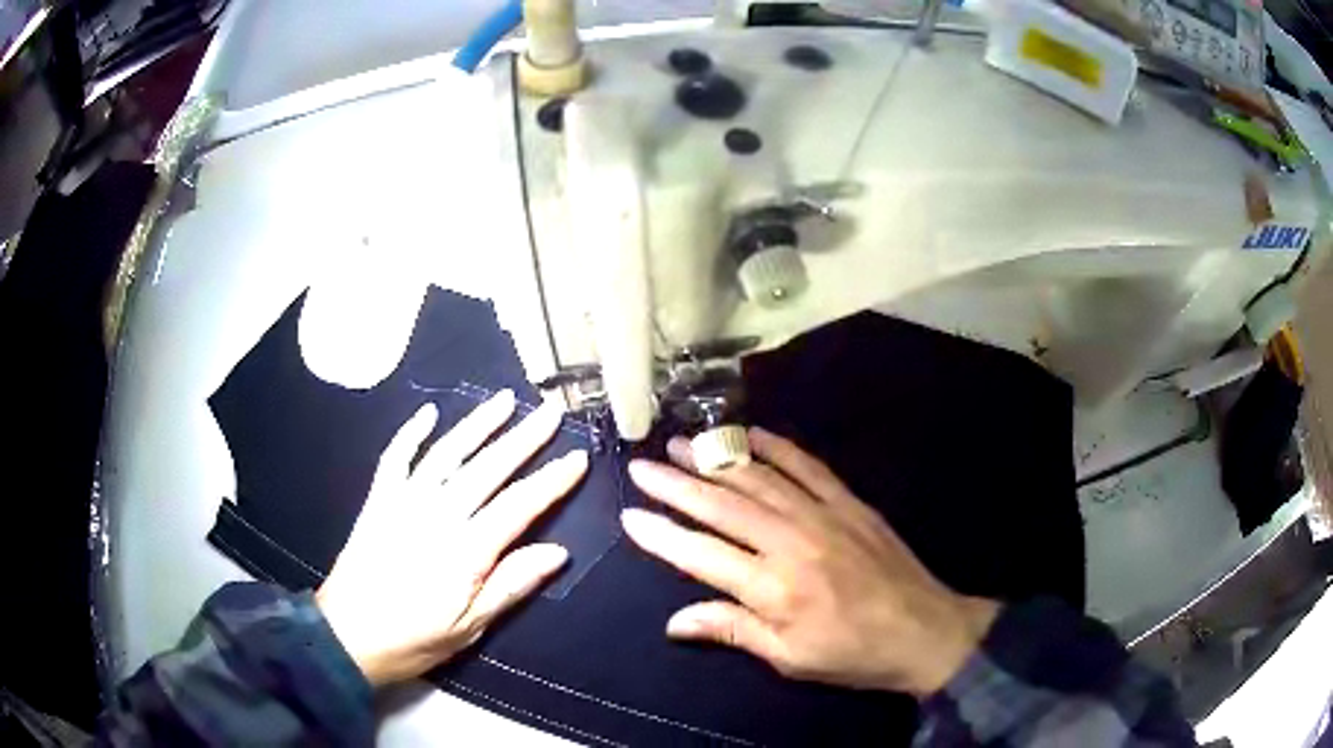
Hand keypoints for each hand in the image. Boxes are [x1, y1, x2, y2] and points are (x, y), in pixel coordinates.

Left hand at [316, 390, 586, 686]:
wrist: (347, 636)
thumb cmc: (414, 638)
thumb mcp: (470, 626)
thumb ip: (511, 585)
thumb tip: (557, 552)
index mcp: (465, 551)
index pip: (519, 506)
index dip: (551, 481)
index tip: (578, 457)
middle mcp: (436, 516)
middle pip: (487, 468)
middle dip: (523, 438)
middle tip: (551, 411)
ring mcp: (403, 502)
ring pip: (446, 453)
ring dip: (477, 424)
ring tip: (505, 400)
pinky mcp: (378, 501)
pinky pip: (395, 458)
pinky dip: (411, 433)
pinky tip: (428, 413)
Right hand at [622, 427, 998, 697]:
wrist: (924, 630)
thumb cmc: (851, 653)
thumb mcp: (788, 658)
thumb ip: (731, 630)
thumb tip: (674, 621)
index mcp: (773, 587)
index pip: (700, 554)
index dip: (662, 534)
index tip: (630, 515)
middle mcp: (791, 542)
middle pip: (722, 505)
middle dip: (676, 484)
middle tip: (642, 465)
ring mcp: (823, 515)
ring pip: (758, 478)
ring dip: (716, 459)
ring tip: (682, 443)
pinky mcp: (849, 502)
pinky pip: (807, 466)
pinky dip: (777, 447)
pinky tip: (751, 434)